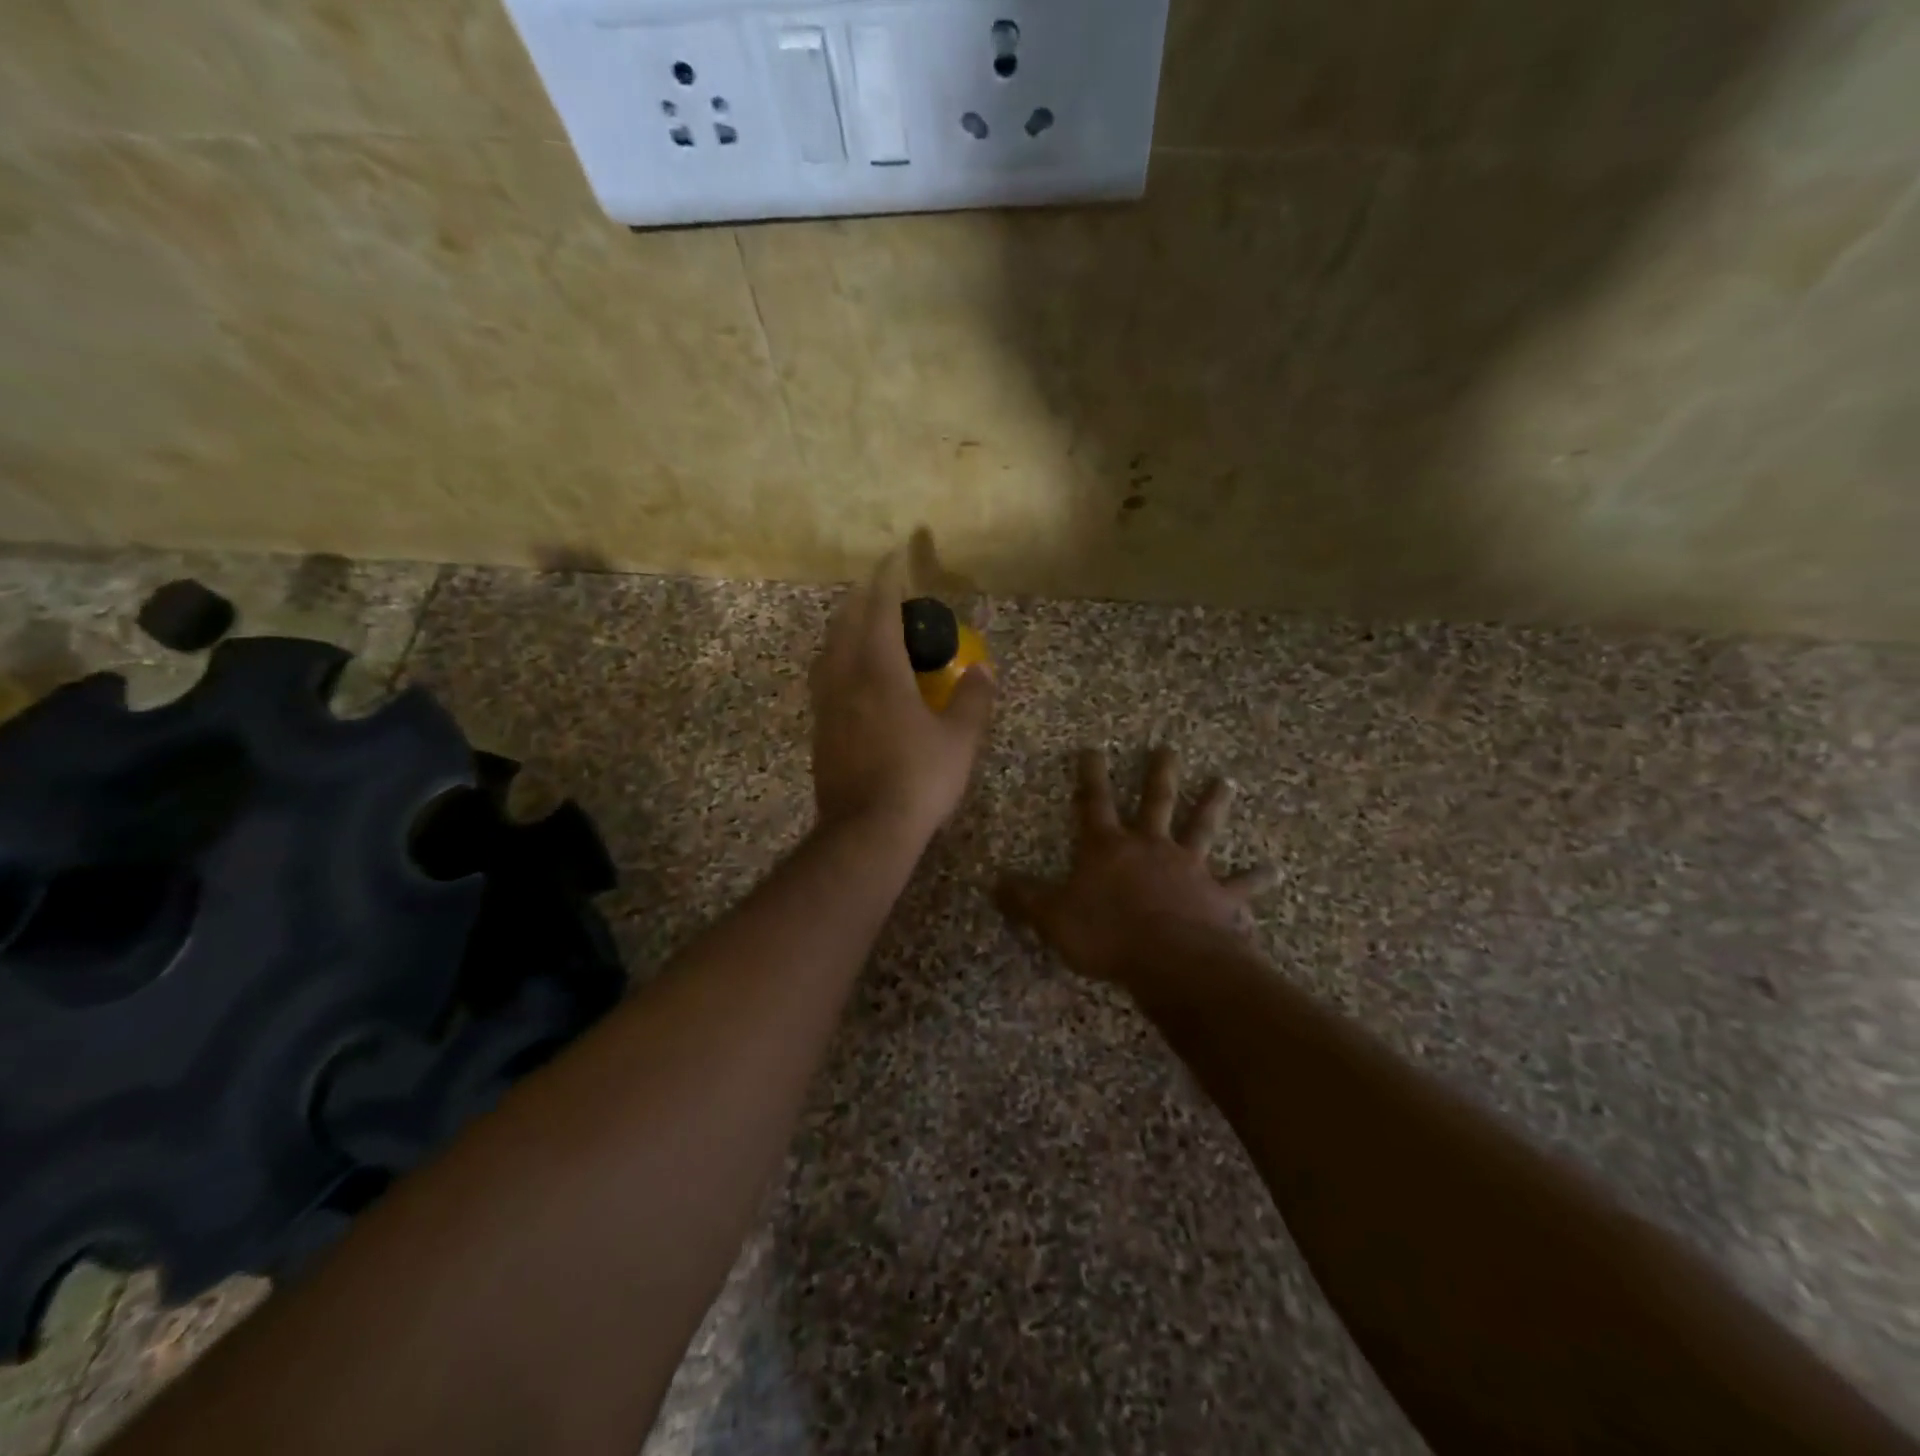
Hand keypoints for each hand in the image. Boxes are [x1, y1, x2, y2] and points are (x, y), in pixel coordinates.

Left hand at [809, 553, 994, 842]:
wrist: (865, 831)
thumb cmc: (918, 780)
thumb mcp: (959, 741)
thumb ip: (973, 701)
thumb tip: (985, 671)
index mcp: (879, 672)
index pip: (880, 611)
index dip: (887, 581)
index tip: (893, 557)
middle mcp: (845, 679)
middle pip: (845, 624)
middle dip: (861, 600)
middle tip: (879, 590)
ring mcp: (826, 706)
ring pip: (828, 652)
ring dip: (844, 629)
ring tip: (862, 627)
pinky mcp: (819, 731)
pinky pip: (824, 680)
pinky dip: (837, 661)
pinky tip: (851, 678)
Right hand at [998, 747, 1276, 990]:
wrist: (1170, 961)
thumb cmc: (1106, 935)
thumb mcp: (1052, 918)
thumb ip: (1023, 899)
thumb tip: (993, 882)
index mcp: (1109, 848)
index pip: (1093, 802)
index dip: (1090, 775)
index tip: (1093, 747)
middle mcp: (1150, 847)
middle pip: (1156, 802)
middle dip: (1160, 774)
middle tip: (1169, 748)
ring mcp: (1188, 868)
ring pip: (1202, 828)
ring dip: (1214, 805)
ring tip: (1227, 782)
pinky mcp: (1218, 897)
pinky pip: (1240, 885)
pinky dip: (1256, 878)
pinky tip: (1275, 870)